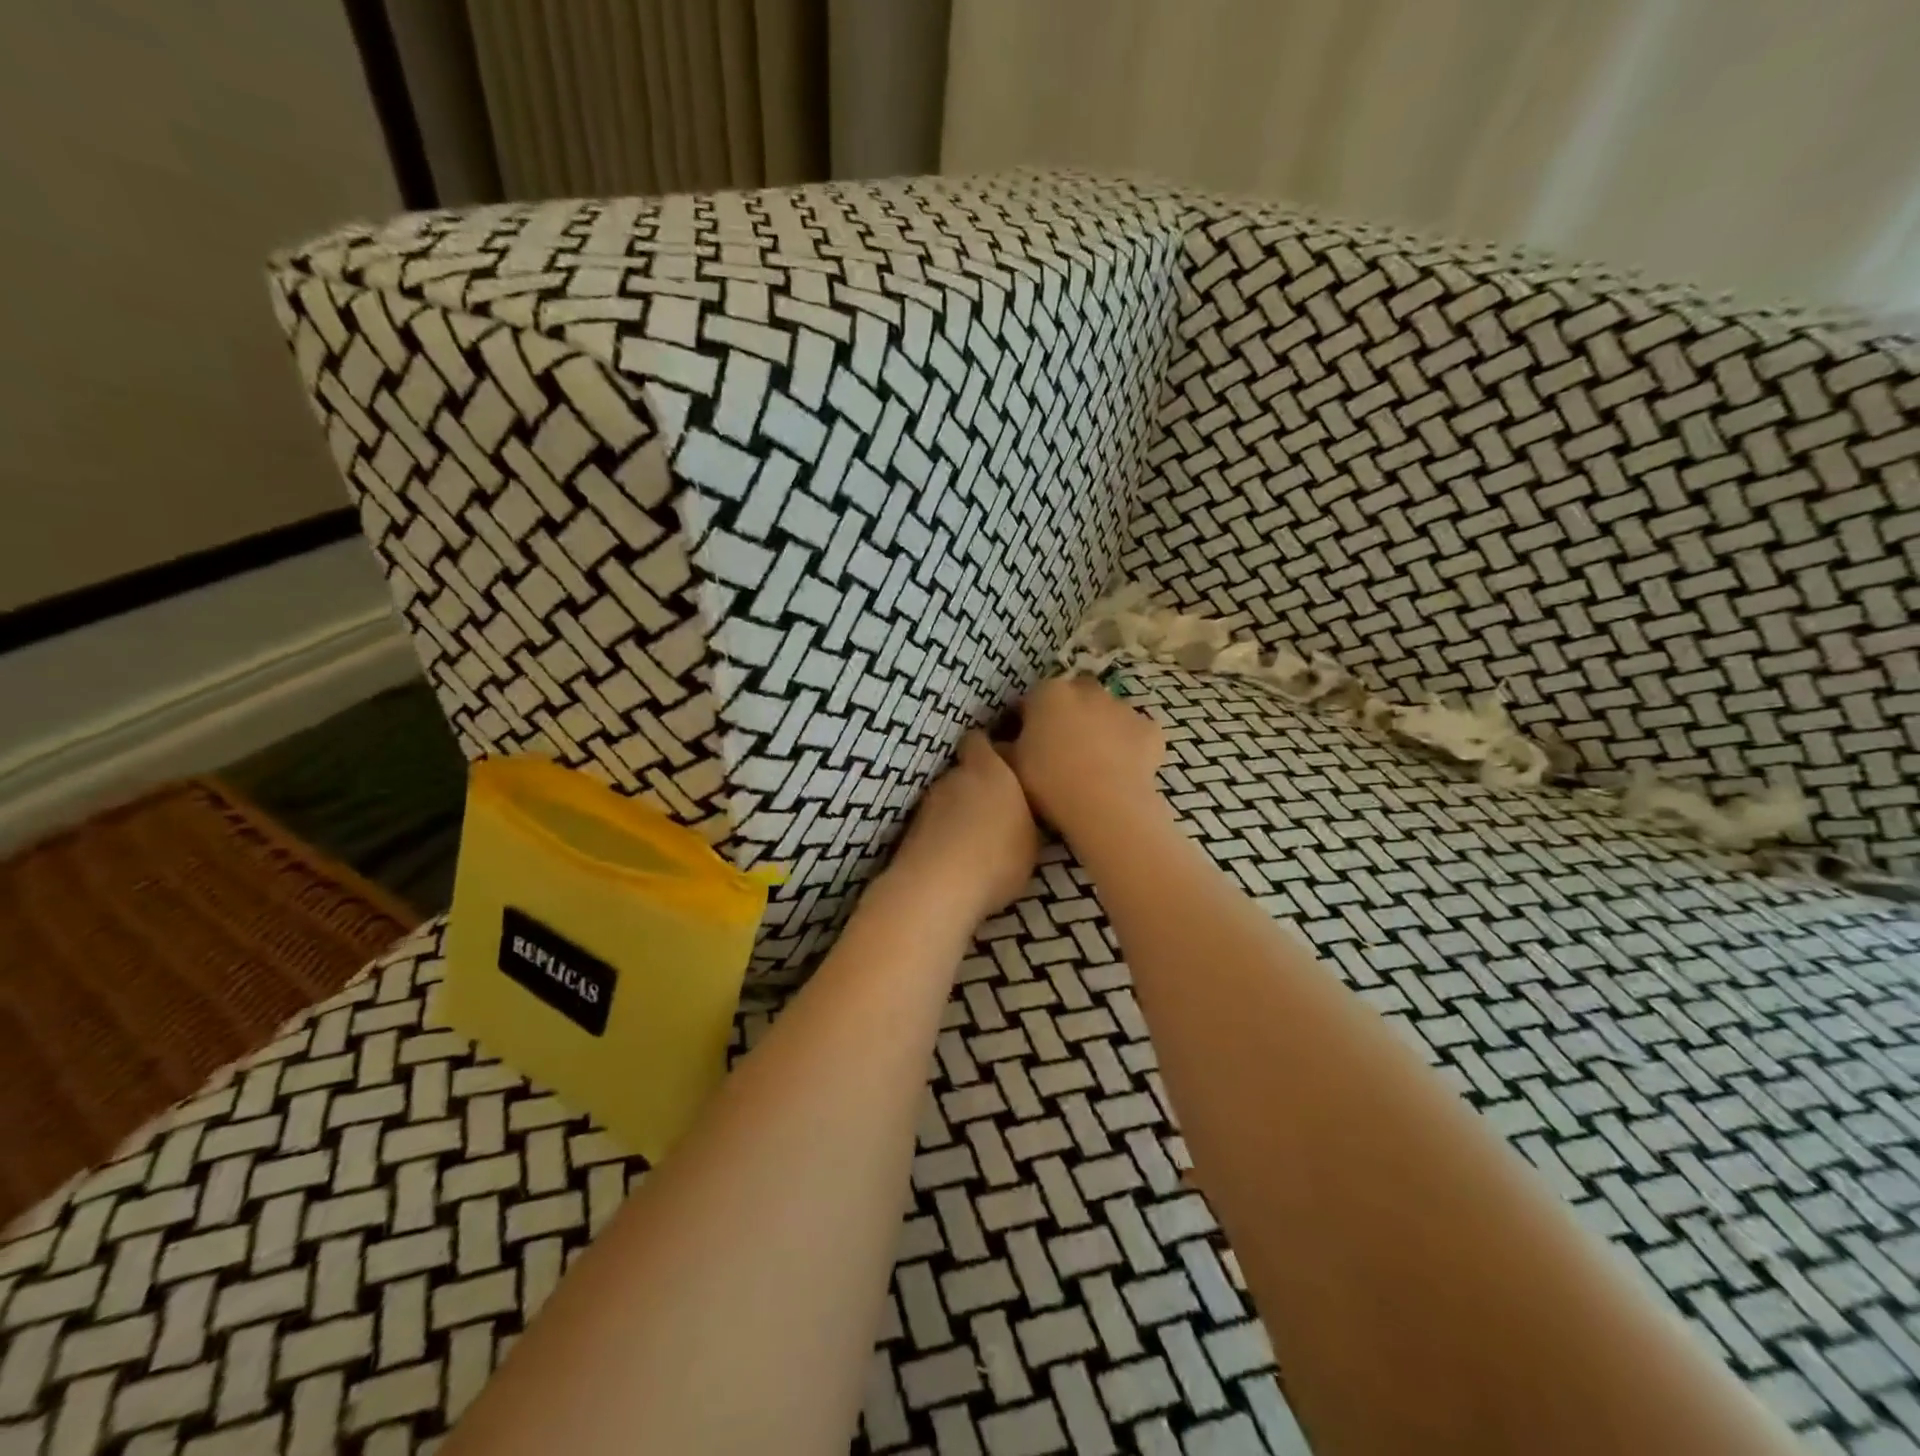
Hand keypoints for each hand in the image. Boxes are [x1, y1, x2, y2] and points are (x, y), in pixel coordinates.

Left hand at [887, 731, 1040, 923]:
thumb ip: (1026, 815)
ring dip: (960, 815)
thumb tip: (1020, 812)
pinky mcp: (911, 831)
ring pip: (948, 801)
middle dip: (979, 787)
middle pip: (965, 772)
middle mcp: (953, 776)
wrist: (937, 888)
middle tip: (999, 813)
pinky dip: (945, 837)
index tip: (1006, 764)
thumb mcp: (1033, 840)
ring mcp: (927, 803)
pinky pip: (935, 826)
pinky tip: (959, 861)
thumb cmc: (998, 855)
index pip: (980, 740)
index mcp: (988, 769)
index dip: (991, 750)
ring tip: (978, 842)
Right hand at [1006, 675, 1165, 837]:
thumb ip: (1004, 748)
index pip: (1032, 699)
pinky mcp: (1150, 730)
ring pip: (1107, 712)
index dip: (1028, 720)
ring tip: (1094, 764)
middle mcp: (1087, 690)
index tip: (1025, 743)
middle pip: (1074, 697)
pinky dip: (1130, 745)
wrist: (1105, 804)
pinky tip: (1122, 769)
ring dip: (1100, 728)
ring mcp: (1123, 707)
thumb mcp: (1011, 766)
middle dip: (1068, 715)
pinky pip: (1136, 734)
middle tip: (1061, 749)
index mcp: (1048, 693)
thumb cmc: (1048, 781)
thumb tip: (1001, 744)